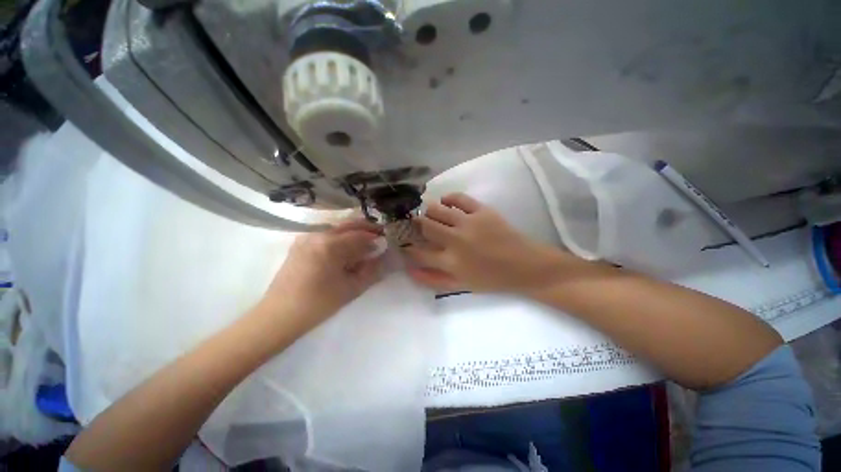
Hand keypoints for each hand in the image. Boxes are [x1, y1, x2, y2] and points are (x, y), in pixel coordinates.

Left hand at [261, 218, 383, 331]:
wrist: (279, 316)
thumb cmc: (318, 304)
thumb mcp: (351, 289)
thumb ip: (371, 270)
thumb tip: (384, 256)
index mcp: (330, 245)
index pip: (361, 235)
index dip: (376, 238)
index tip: (387, 243)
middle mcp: (317, 234)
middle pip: (349, 224)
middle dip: (367, 228)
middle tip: (380, 236)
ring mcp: (307, 238)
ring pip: (338, 228)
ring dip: (354, 232)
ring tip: (365, 244)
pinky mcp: (300, 244)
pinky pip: (327, 235)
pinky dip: (341, 237)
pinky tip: (346, 249)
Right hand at [403, 193, 556, 292]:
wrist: (524, 265)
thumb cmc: (491, 279)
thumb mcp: (461, 285)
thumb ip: (433, 280)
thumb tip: (409, 270)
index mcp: (451, 262)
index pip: (418, 252)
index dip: (408, 247)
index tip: (405, 243)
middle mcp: (456, 240)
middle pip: (424, 226)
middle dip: (415, 224)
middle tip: (416, 225)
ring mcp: (469, 223)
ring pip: (436, 209)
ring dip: (429, 211)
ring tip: (430, 214)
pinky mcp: (482, 211)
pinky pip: (459, 198)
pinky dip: (448, 198)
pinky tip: (445, 202)